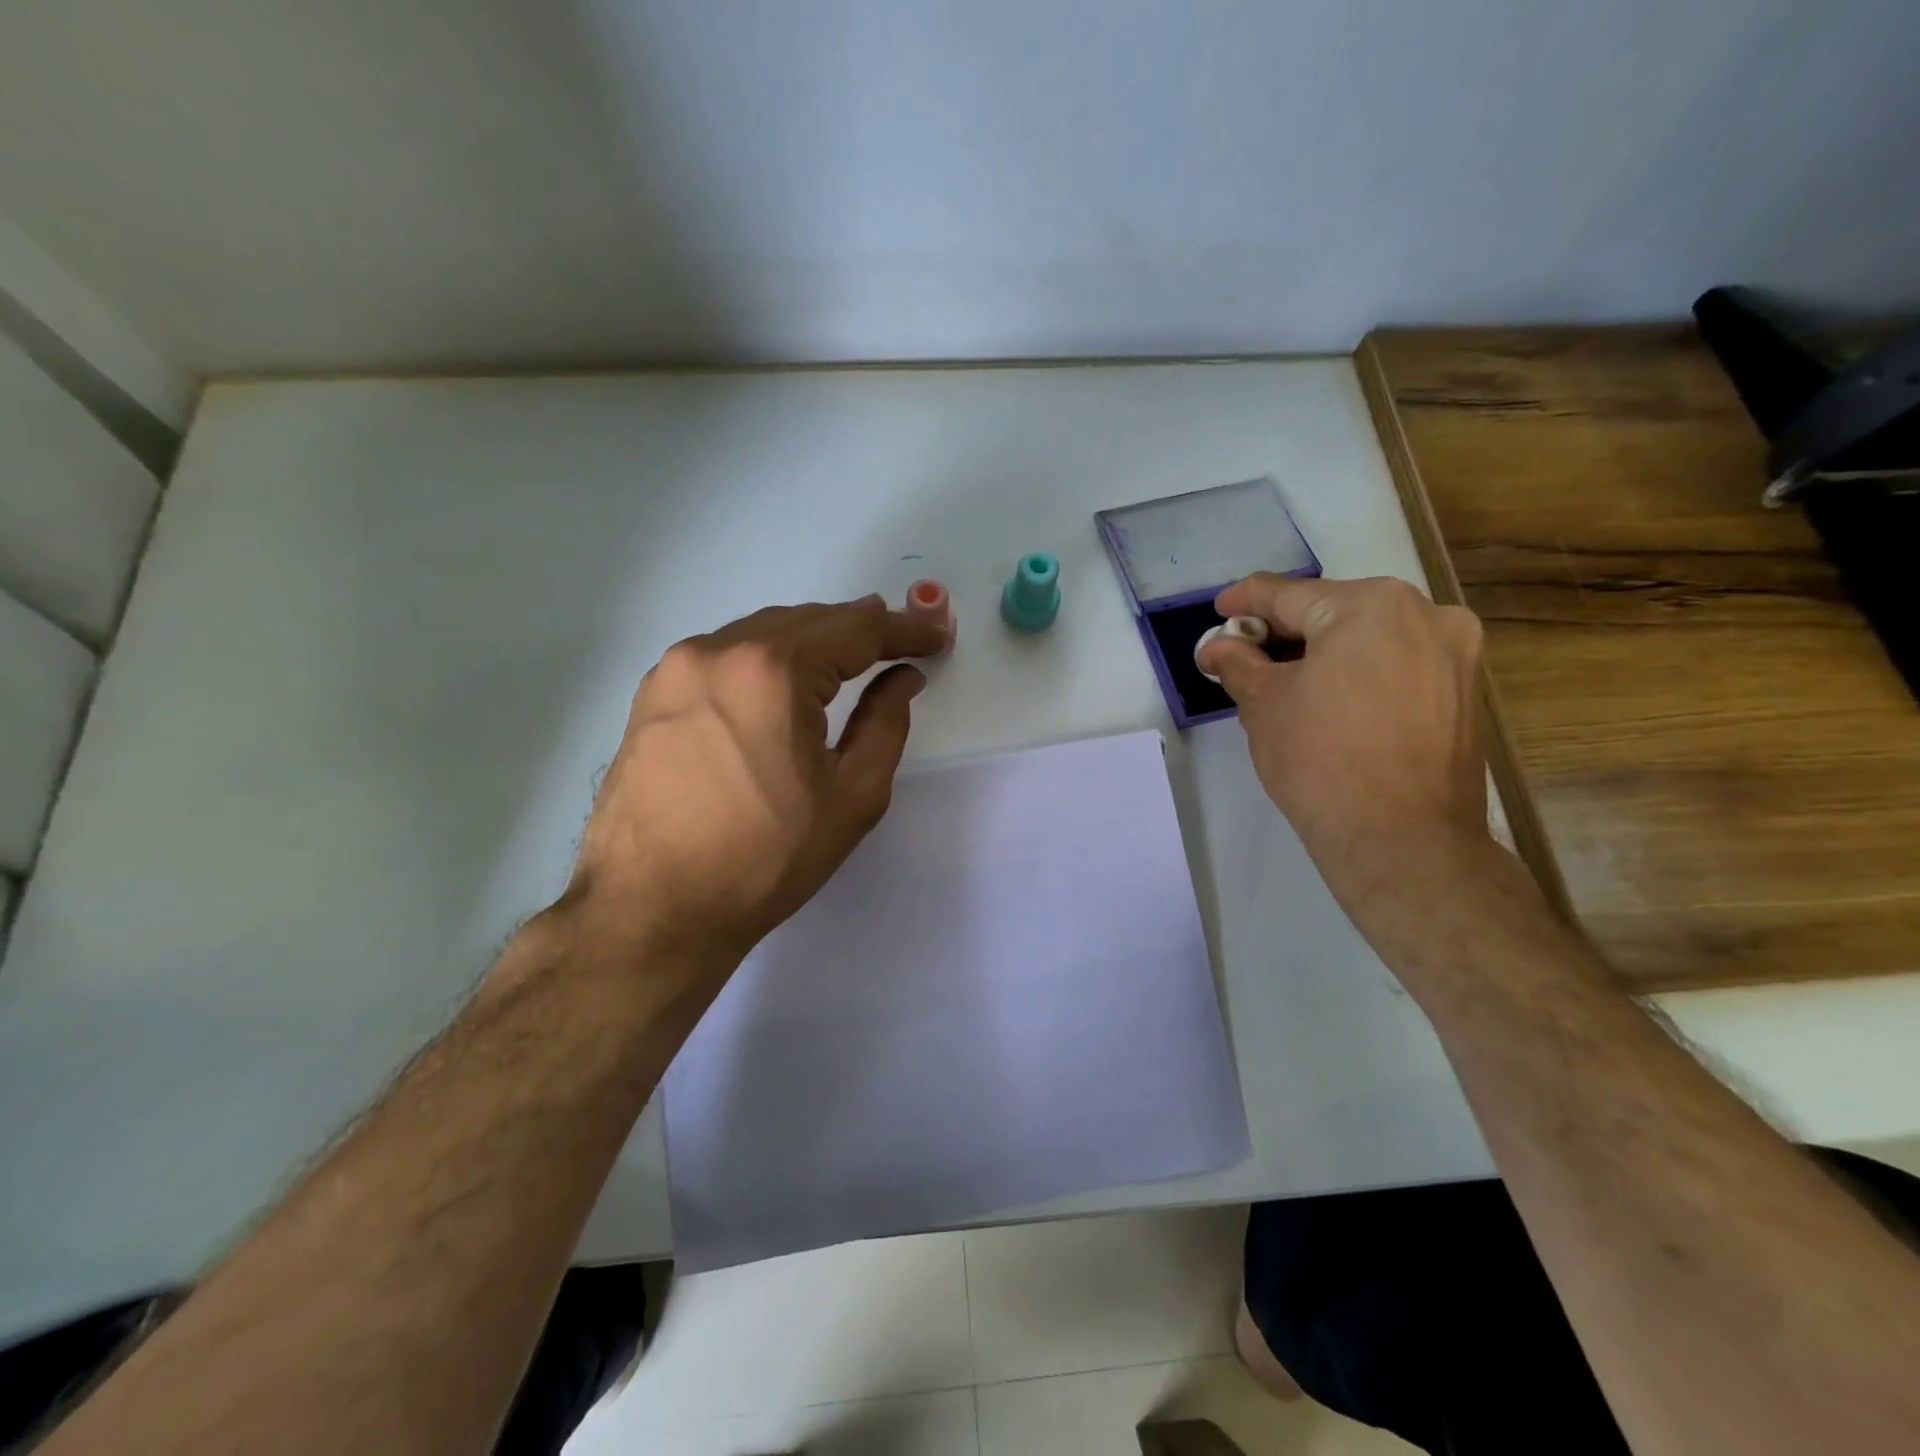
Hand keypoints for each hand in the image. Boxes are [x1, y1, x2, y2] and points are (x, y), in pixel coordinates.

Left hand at [563, 596, 946, 978]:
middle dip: (857, 630)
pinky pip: (724, 656)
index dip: (904, 629)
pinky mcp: (652, 694)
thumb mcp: (851, 796)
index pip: (855, 628)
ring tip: (846, 663)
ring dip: (810, 642)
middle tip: (898, 646)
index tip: (935, 637)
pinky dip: (765, 660)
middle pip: (806, 620)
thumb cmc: (765, 859)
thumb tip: (901, 678)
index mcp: (772, 671)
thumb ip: (885, 723)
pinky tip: (781, 686)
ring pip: (762, 634)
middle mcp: (717, 650)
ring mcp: (676, 669)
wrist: (652, 910)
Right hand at [1195, 574, 1489, 898]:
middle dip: (1285, 632)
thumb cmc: (1321, 759)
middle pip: (1334, 612)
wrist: (1402, 840)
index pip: (1289, 594)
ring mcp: (1455, 654)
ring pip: (1370, 638)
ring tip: (1283, 683)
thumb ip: (1238, 663)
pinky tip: (1330, 702)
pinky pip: (1398, 665)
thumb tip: (1218, 647)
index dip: (1245, 602)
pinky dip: (1359, 673)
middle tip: (1244, 655)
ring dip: (1323, 653)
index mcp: (1371, 605)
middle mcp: (1425, 614)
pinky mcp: (1465, 693)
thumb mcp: (1263, 704)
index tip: (1220, 611)